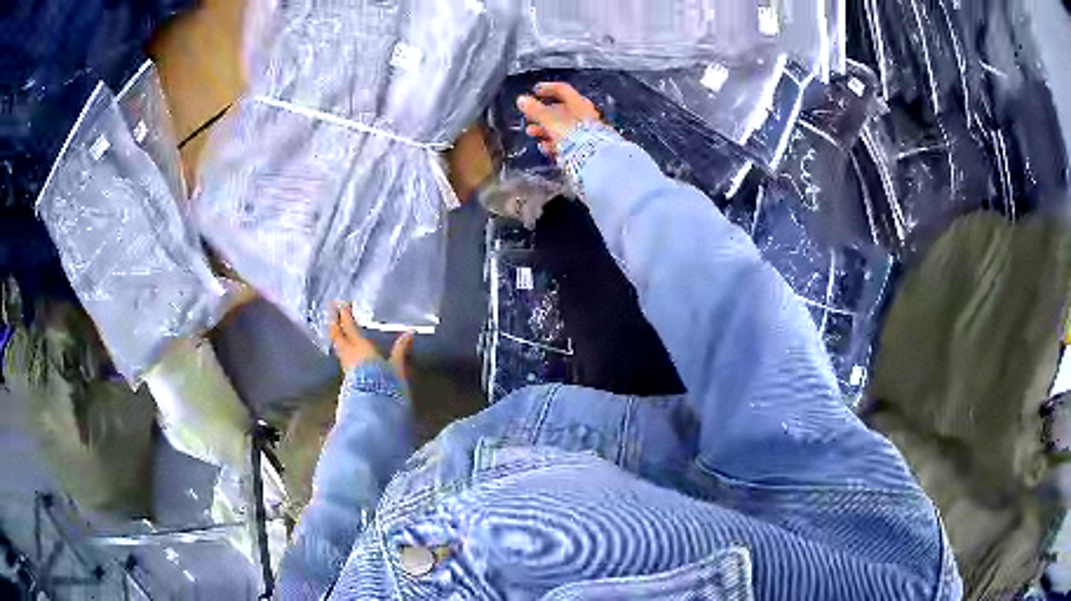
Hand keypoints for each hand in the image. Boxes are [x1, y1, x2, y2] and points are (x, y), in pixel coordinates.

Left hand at [329, 302, 414, 379]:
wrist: (373, 410)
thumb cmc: (386, 386)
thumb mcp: (397, 368)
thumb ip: (400, 351)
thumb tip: (410, 334)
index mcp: (361, 347)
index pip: (350, 327)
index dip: (346, 314)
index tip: (343, 304)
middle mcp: (349, 355)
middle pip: (337, 335)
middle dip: (334, 321)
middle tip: (332, 309)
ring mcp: (346, 367)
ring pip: (337, 346)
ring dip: (335, 334)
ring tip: (335, 327)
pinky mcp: (347, 377)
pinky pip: (341, 356)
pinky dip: (339, 347)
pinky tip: (343, 350)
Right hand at [517, 82, 601, 156]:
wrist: (592, 159)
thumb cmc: (572, 134)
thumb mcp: (549, 119)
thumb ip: (535, 110)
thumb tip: (521, 100)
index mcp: (578, 103)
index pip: (562, 89)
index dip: (547, 88)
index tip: (535, 91)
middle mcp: (584, 115)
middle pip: (560, 110)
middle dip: (541, 114)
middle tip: (529, 117)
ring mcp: (585, 131)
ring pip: (561, 126)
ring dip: (544, 129)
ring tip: (532, 133)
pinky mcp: (583, 146)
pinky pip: (566, 140)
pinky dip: (554, 142)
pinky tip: (546, 147)